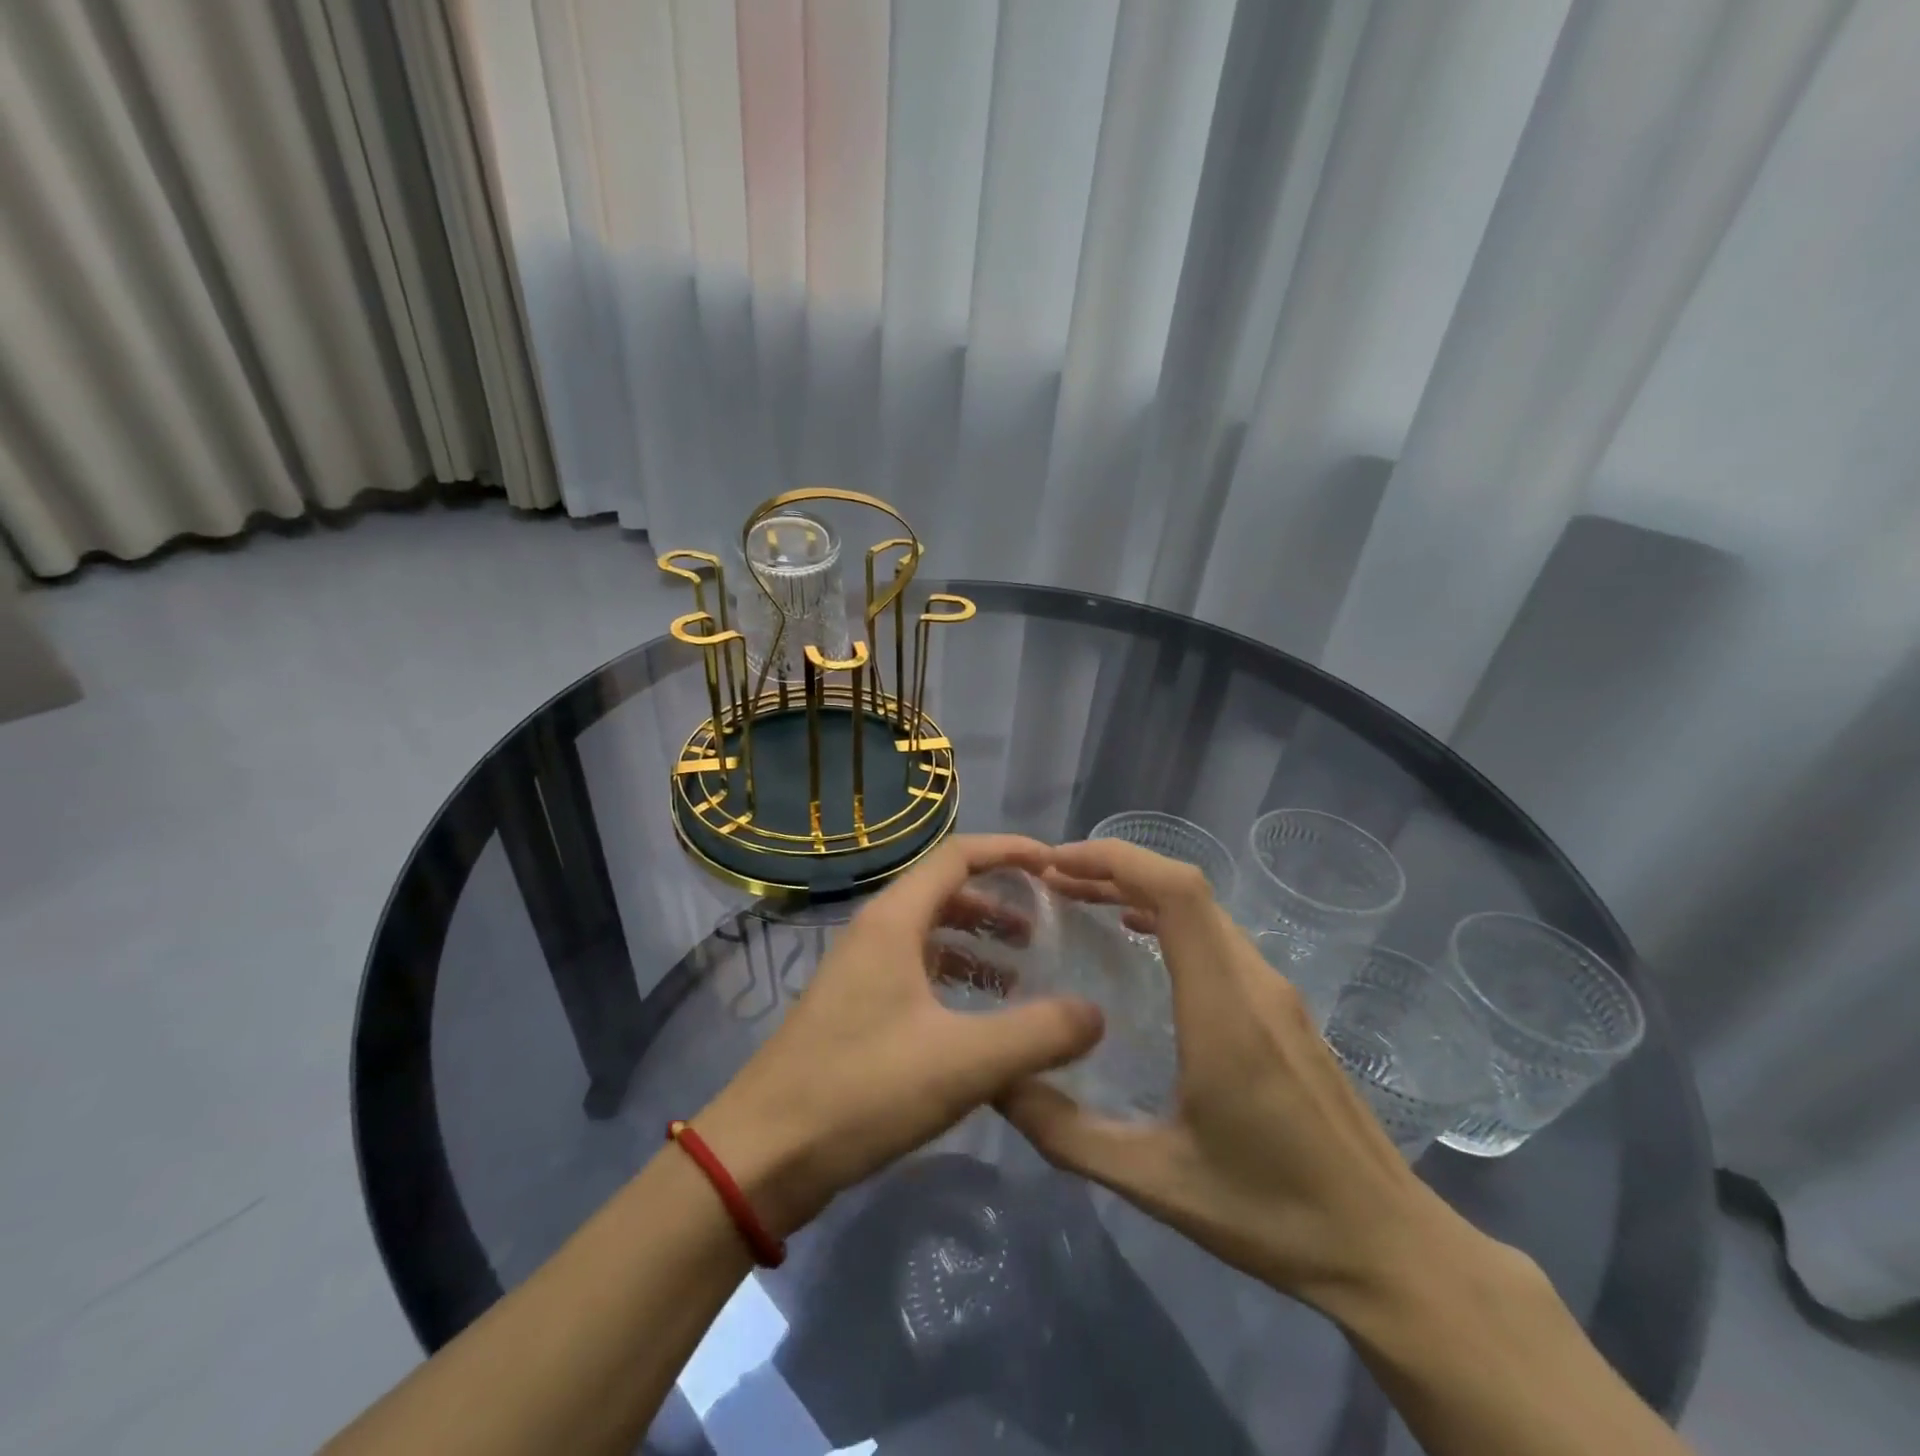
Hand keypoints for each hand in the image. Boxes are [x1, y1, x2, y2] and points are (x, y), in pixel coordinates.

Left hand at [693, 835, 1104, 1235]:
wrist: (764, 1155)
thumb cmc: (862, 1090)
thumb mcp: (963, 1062)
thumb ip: (1037, 1034)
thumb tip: (1095, 1013)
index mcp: (894, 921)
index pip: (958, 856)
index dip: (1009, 851)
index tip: (1056, 865)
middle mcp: (875, 932)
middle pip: (945, 890)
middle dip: (999, 899)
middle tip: (1047, 925)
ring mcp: (860, 970)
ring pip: (930, 932)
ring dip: (977, 940)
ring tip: (1022, 971)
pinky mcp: (856, 1006)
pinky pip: (916, 968)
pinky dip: (954, 975)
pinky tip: (980, 1014)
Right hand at [1001, 839, 1479, 1312]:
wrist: (1391, 1249)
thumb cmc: (1273, 1214)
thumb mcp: (1155, 1182)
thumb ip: (1068, 1133)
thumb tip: (998, 1084)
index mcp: (1225, 1009)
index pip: (1177, 893)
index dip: (1117, 860)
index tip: (1058, 864)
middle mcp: (1255, 983)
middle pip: (1185, 890)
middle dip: (1114, 870)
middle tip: (1052, 883)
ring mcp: (1277, 994)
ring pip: (1204, 911)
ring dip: (1141, 891)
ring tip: (1082, 901)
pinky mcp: (1285, 1011)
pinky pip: (1219, 938)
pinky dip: (1168, 919)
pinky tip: (1138, 944)